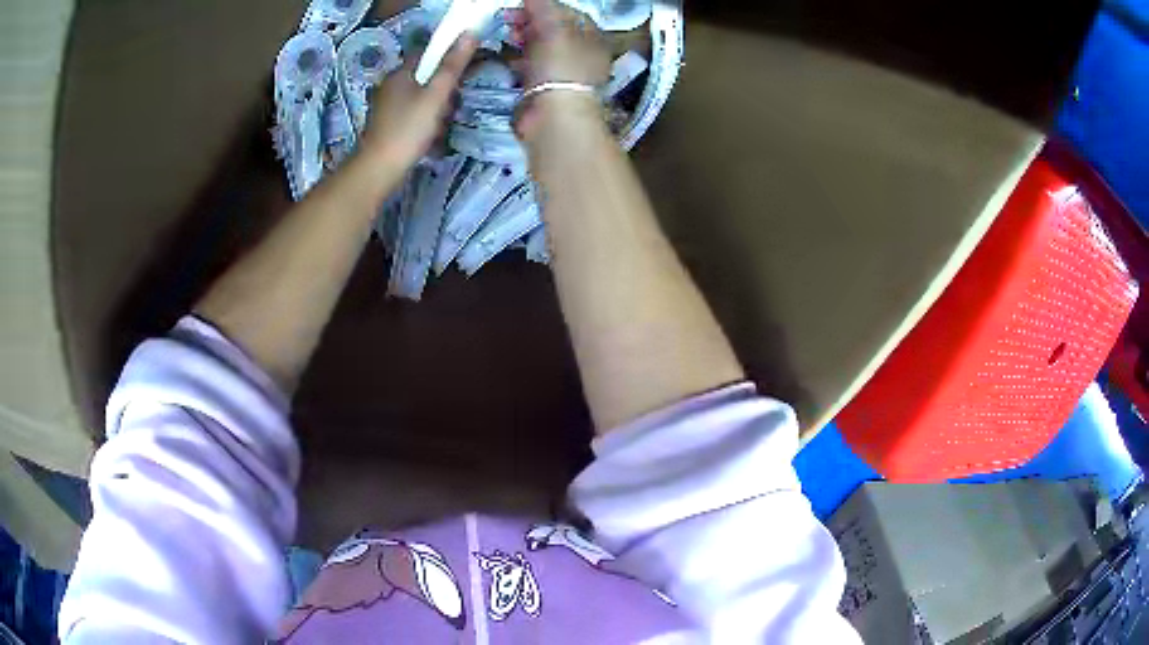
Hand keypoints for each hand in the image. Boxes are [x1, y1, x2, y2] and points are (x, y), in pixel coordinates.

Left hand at [359, 37, 477, 167]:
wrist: (380, 168)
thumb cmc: (408, 128)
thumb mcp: (436, 95)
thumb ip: (453, 65)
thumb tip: (470, 33)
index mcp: (399, 73)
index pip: (427, 53)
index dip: (447, 58)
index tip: (463, 71)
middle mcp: (391, 85)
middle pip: (426, 76)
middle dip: (443, 90)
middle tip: (451, 106)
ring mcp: (387, 106)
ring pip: (421, 97)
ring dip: (436, 109)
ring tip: (441, 125)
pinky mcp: (388, 125)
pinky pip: (414, 114)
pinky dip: (425, 122)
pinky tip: (430, 136)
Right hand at [508, 0, 610, 140]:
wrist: (555, 115)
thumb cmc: (560, 65)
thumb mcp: (554, 27)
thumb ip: (543, 6)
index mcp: (591, 37)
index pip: (567, 13)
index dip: (543, 6)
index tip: (521, 5)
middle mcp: (581, 53)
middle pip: (553, 29)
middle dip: (530, 21)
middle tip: (508, 19)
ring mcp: (562, 72)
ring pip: (541, 47)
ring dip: (523, 38)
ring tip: (507, 35)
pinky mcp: (545, 88)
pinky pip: (531, 66)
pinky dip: (520, 58)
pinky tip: (508, 56)